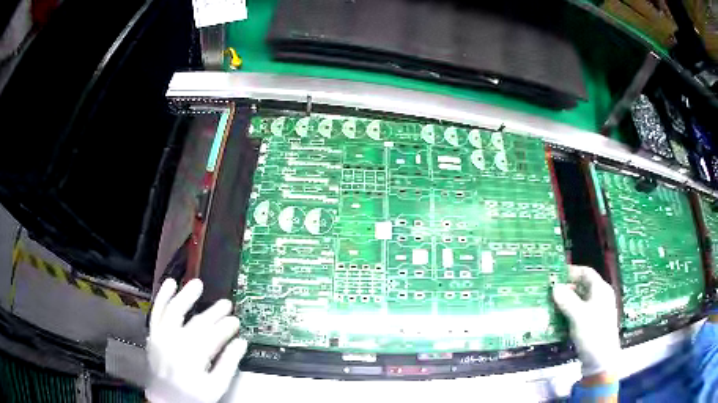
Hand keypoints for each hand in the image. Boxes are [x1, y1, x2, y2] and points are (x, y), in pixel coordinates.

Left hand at [146, 279, 246, 402]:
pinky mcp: (153, 334)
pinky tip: (169, 284)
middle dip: (214, 313)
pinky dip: (162, 297)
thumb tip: (240, 344)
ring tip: (197, 284)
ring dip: (186, 296)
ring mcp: (161, 337)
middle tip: (226, 305)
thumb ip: (228, 365)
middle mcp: (175, 343)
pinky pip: (157, 312)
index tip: (236, 322)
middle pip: (197, 322)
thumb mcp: (216, 387)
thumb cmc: (192, 396)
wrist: (165, 400)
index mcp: (193, 358)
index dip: (227, 327)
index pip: (214, 336)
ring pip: (174, 310)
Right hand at [552, 265, 620, 377]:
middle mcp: (601, 297)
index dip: (572, 271)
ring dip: (567, 302)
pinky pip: (580, 313)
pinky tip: (559, 320)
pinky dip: (569, 313)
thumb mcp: (578, 316)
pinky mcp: (593, 324)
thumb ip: (567, 300)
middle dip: (567, 288)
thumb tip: (555, 286)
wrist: (601, 360)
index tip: (556, 274)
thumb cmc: (593, 333)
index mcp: (601, 289)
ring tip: (551, 305)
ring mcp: (597, 311)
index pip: (586, 272)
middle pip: (583, 286)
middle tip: (550, 292)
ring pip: (580, 301)